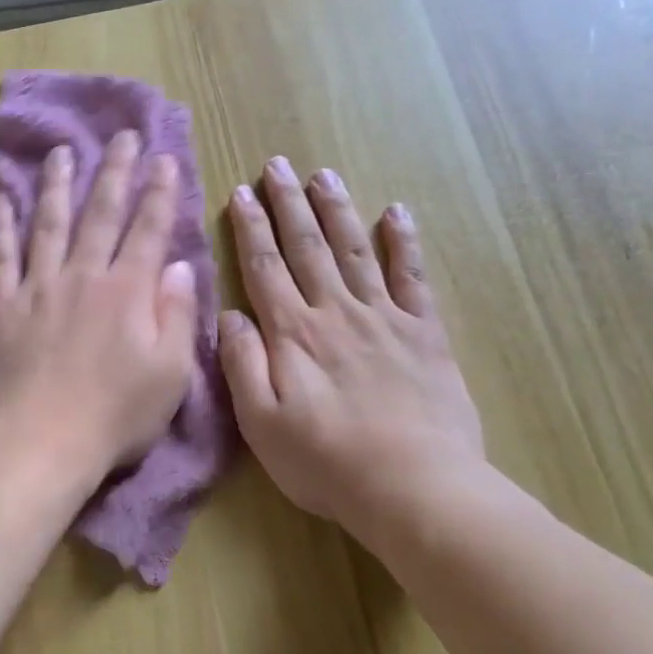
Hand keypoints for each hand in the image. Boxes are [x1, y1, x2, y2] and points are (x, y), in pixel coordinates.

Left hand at [0, 130, 197, 483]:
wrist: (40, 443)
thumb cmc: (114, 417)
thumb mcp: (170, 374)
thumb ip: (177, 314)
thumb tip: (178, 266)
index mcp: (128, 292)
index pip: (148, 230)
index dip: (158, 193)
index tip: (163, 159)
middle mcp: (83, 277)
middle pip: (100, 214)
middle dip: (114, 172)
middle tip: (121, 136)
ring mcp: (37, 288)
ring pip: (48, 223)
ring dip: (57, 184)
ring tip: (62, 152)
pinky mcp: (0, 306)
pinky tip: (0, 196)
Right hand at [217, 158, 485, 535]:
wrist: (414, 487)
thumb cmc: (326, 462)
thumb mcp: (261, 423)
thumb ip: (241, 364)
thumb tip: (228, 314)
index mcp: (293, 333)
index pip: (264, 267)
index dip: (250, 228)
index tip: (240, 192)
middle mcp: (335, 312)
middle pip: (307, 247)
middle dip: (289, 204)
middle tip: (278, 165)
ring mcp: (384, 318)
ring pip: (354, 250)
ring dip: (337, 210)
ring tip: (324, 175)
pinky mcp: (424, 333)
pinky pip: (413, 277)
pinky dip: (405, 242)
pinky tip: (397, 212)